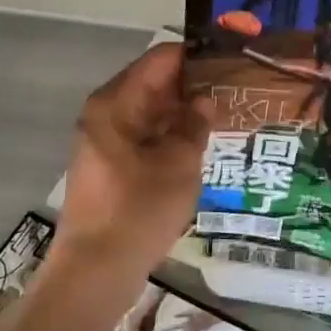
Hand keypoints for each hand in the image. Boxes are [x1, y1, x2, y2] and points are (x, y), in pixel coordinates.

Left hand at [50, 43, 212, 290]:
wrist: (94, 274)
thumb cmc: (138, 212)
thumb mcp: (179, 165)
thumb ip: (194, 125)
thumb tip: (204, 100)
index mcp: (115, 104)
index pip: (160, 60)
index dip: (196, 56)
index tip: (230, 58)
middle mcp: (105, 114)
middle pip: (153, 83)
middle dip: (192, 84)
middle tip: (236, 86)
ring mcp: (104, 141)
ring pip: (150, 111)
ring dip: (183, 111)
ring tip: (226, 110)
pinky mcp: (110, 165)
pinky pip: (144, 135)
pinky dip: (170, 134)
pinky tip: (202, 141)